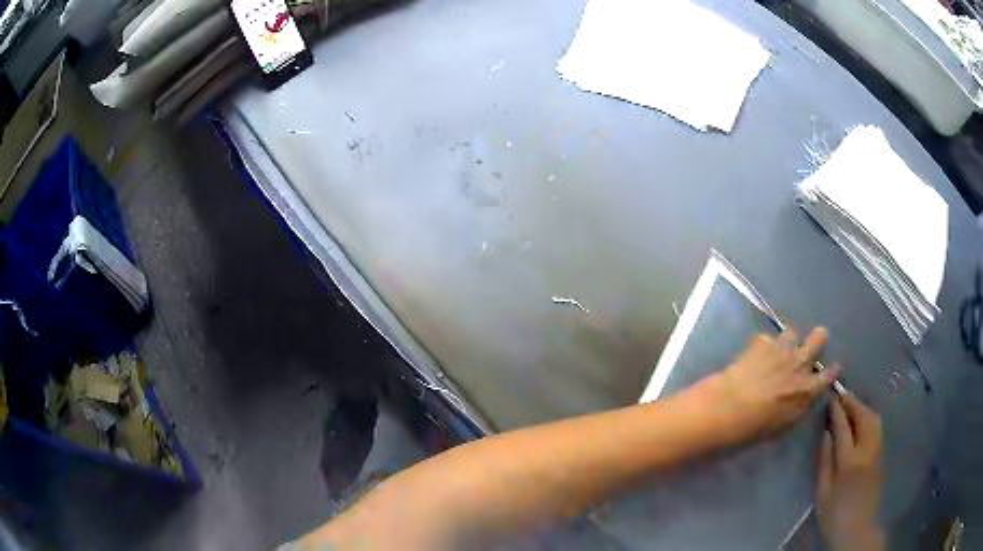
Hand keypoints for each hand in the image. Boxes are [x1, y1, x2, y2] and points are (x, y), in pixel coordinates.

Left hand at [705, 327, 836, 441]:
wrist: (731, 407)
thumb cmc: (757, 427)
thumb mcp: (785, 424)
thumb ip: (798, 406)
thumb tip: (802, 397)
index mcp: (808, 389)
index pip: (829, 375)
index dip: (832, 370)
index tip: (833, 368)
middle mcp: (801, 364)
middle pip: (820, 337)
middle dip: (817, 339)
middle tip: (809, 347)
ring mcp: (782, 349)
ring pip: (792, 332)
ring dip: (786, 341)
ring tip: (776, 352)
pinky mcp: (762, 342)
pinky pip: (765, 338)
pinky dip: (761, 346)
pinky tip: (752, 356)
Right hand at [817, 392, 883, 550]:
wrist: (857, 529)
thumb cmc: (834, 515)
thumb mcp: (823, 492)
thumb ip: (825, 461)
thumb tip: (826, 434)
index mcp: (849, 462)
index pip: (844, 427)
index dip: (837, 410)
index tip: (831, 397)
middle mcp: (867, 451)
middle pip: (864, 417)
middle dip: (853, 402)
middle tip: (841, 395)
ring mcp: (878, 451)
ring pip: (874, 419)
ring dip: (863, 408)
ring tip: (851, 405)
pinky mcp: (882, 455)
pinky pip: (877, 428)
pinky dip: (869, 417)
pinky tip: (862, 420)